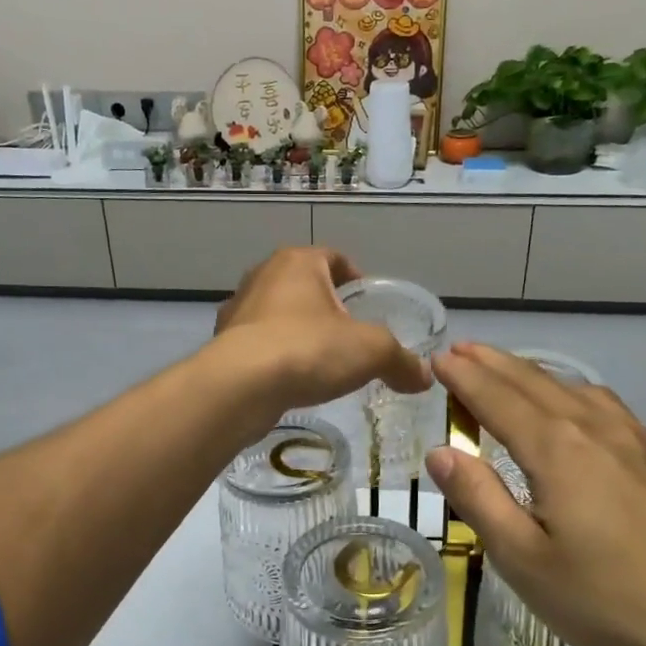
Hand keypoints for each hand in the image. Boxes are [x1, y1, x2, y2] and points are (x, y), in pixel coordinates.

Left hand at [213, 248, 431, 414]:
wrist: (240, 387)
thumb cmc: (309, 350)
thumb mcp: (371, 352)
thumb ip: (400, 361)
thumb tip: (424, 377)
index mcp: (297, 262)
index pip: (334, 258)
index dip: (355, 277)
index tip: (368, 304)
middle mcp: (262, 276)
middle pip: (304, 285)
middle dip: (327, 308)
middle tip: (349, 336)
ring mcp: (237, 310)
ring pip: (277, 314)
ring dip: (298, 332)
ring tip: (320, 362)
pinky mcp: (222, 343)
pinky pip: (258, 344)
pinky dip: (275, 356)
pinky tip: (289, 381)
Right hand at [424, 343, 645, 645]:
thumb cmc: (611, 601)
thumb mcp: (525, 561)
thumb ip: (479, 499)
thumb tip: (440, 451)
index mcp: (557, 449)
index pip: (496, 397)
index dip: (464, 376)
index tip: (437, 358)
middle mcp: (596, 428)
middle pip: (534, 382)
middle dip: (492, 363)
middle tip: (460, 350)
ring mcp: (637, 440)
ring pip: (573, 388)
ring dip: (532, 374)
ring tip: (506, 372)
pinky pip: (604, 406)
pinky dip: (570, 392)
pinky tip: (574, 409)